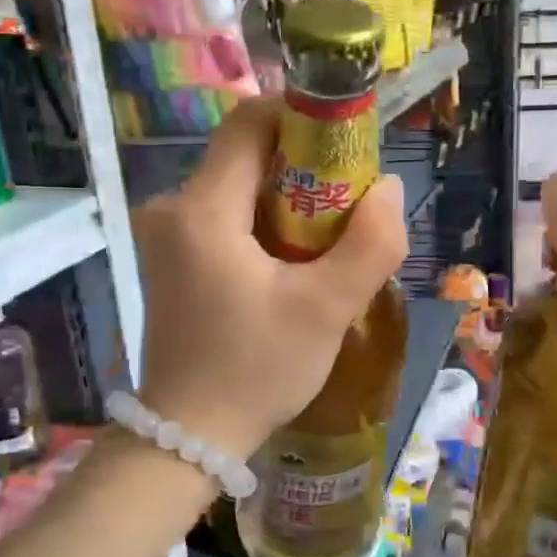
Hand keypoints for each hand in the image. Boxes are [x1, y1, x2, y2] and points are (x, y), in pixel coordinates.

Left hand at [131, 99, 406, 459]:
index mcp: (203, 209)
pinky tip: (293, 264)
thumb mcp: (325, 309)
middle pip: (246, 155)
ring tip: (330, 239)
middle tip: (351, 202)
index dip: (301, 118)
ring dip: (288, 199)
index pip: (249, 122)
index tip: (347, 145)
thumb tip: (389, 189)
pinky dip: (265, 225)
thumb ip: (369, 244)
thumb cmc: (256, 369)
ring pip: (238, 188)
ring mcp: (167, 237)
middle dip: (304, 166)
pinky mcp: (172, 261)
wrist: (189, 437)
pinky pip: (225, 219)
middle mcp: (174, 209)